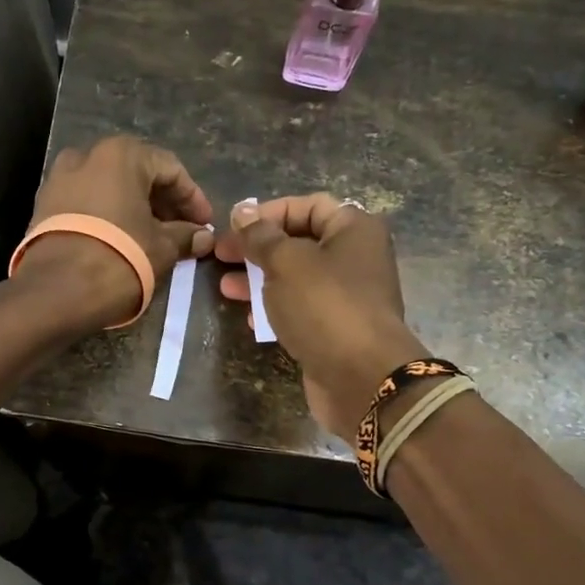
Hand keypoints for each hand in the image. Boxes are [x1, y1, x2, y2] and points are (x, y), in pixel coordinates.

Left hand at [16, 137, 215, 329]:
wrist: (55, 291)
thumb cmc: (119, 259)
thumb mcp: (162, 248)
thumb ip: (185, 236)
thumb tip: (203, 237)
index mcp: (121, 155)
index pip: (170, 169)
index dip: (193, 198)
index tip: (204, 225)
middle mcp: (86, 155)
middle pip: (137, 174)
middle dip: (162, 203)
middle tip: (181, 231)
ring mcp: (59, 179)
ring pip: (109, 188)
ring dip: (134, 209)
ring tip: (153, 239)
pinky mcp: (43, 206)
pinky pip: (86, 203)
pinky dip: (108, 217)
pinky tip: (122, 241)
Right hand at [217, 194, 425, 439]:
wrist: (362, 378)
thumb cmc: (325, 306)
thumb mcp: (286, 262)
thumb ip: (260, 236)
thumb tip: (242, 211)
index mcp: (354, 230)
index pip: (307, 205)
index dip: (268, 212)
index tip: (234, 227)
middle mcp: (356, 257)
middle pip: (299, 241)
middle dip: (258, 248)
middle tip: (221, 256)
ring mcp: (347, 296)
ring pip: (296, 278)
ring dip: (260, 280)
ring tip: (226, 288)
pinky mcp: (336, 329)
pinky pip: (301, 309)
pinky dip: (275, 309)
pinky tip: (248, 319)